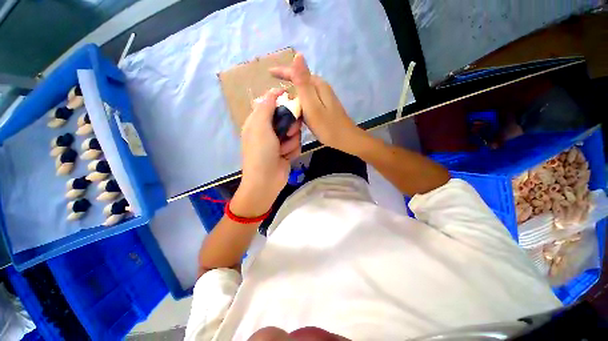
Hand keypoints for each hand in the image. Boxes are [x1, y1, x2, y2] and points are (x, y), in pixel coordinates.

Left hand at [233, 88, 301, 216]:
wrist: (266, 180)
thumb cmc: (260, 152)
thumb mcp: (260, 126)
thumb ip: (266, 107)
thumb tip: (273, 91)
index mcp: (258, 122)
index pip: (270, 104)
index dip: (281, 100)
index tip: (291, 99)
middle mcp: (268, 130)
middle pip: (286, 117)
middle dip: (290, 125)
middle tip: (288, 132)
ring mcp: (278, 142)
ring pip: (294, 132)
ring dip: (291, 141)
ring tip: (283, 150)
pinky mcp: (287, 151)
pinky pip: (296, 144)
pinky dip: (293, 150)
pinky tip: (286, 157)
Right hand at [270, 54, 363, 153]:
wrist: (345, 140)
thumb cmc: (327, 126)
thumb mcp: (312, 105)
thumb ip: (303, 83)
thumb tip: (298, 55)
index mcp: (317, 85)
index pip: (297, 72)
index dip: (282, 71)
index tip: (269, 72)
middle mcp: (321, 88)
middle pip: (301, 82)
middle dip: (287, 84)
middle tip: (273, 93)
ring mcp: (324, 98)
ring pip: (304, 92)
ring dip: (293, 95)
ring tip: (281, 102)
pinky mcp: (324, 107)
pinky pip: (308, 101)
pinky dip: (300, 104)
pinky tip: (296, 111)